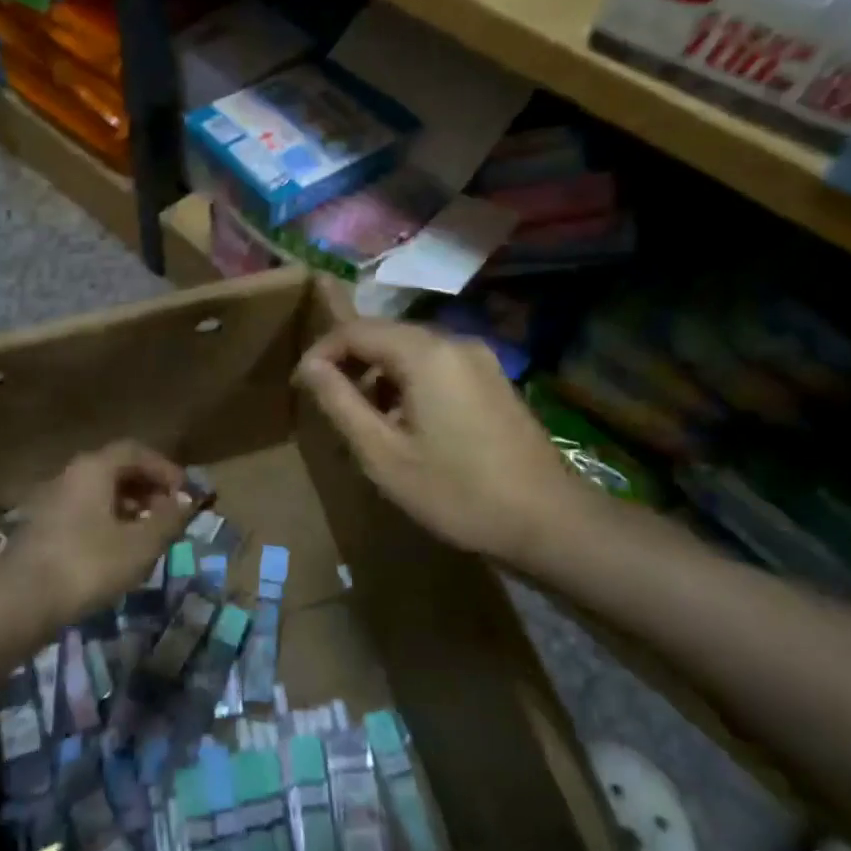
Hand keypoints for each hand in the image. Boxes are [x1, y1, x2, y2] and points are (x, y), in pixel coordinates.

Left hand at [2, 441, 191, 627]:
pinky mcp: (42, 528)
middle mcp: (71, 475)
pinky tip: (116, 551)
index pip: (135, 451)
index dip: (165, 468)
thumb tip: (188, 500)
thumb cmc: (87, 565)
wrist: (19, 602)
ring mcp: (52, 500)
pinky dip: (107, 522)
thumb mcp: (140, 545)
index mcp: (94, 468)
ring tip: (148, 535)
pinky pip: (83, 512)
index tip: (185, 493)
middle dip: (148, 488)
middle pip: (116, 469)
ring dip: (128, 507)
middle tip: (169, 514)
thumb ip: (168, 519)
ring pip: (99, 492)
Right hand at [294, 320, 599, 563]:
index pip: (356, 330)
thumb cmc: (456, 491)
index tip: (301, 385)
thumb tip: (309, 365)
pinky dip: (409, 383)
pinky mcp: (493, 379)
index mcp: (425, 353)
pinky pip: (437, 366)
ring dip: (379, 375)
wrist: (549, 521)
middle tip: (329, 403)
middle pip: (386, 335)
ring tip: (365, 420)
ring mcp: (480, 359)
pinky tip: (407, 424)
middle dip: (350, 363)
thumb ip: (340, 402)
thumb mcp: (383, 453)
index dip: (322, 352)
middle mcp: (454, 341)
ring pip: (411, 351)